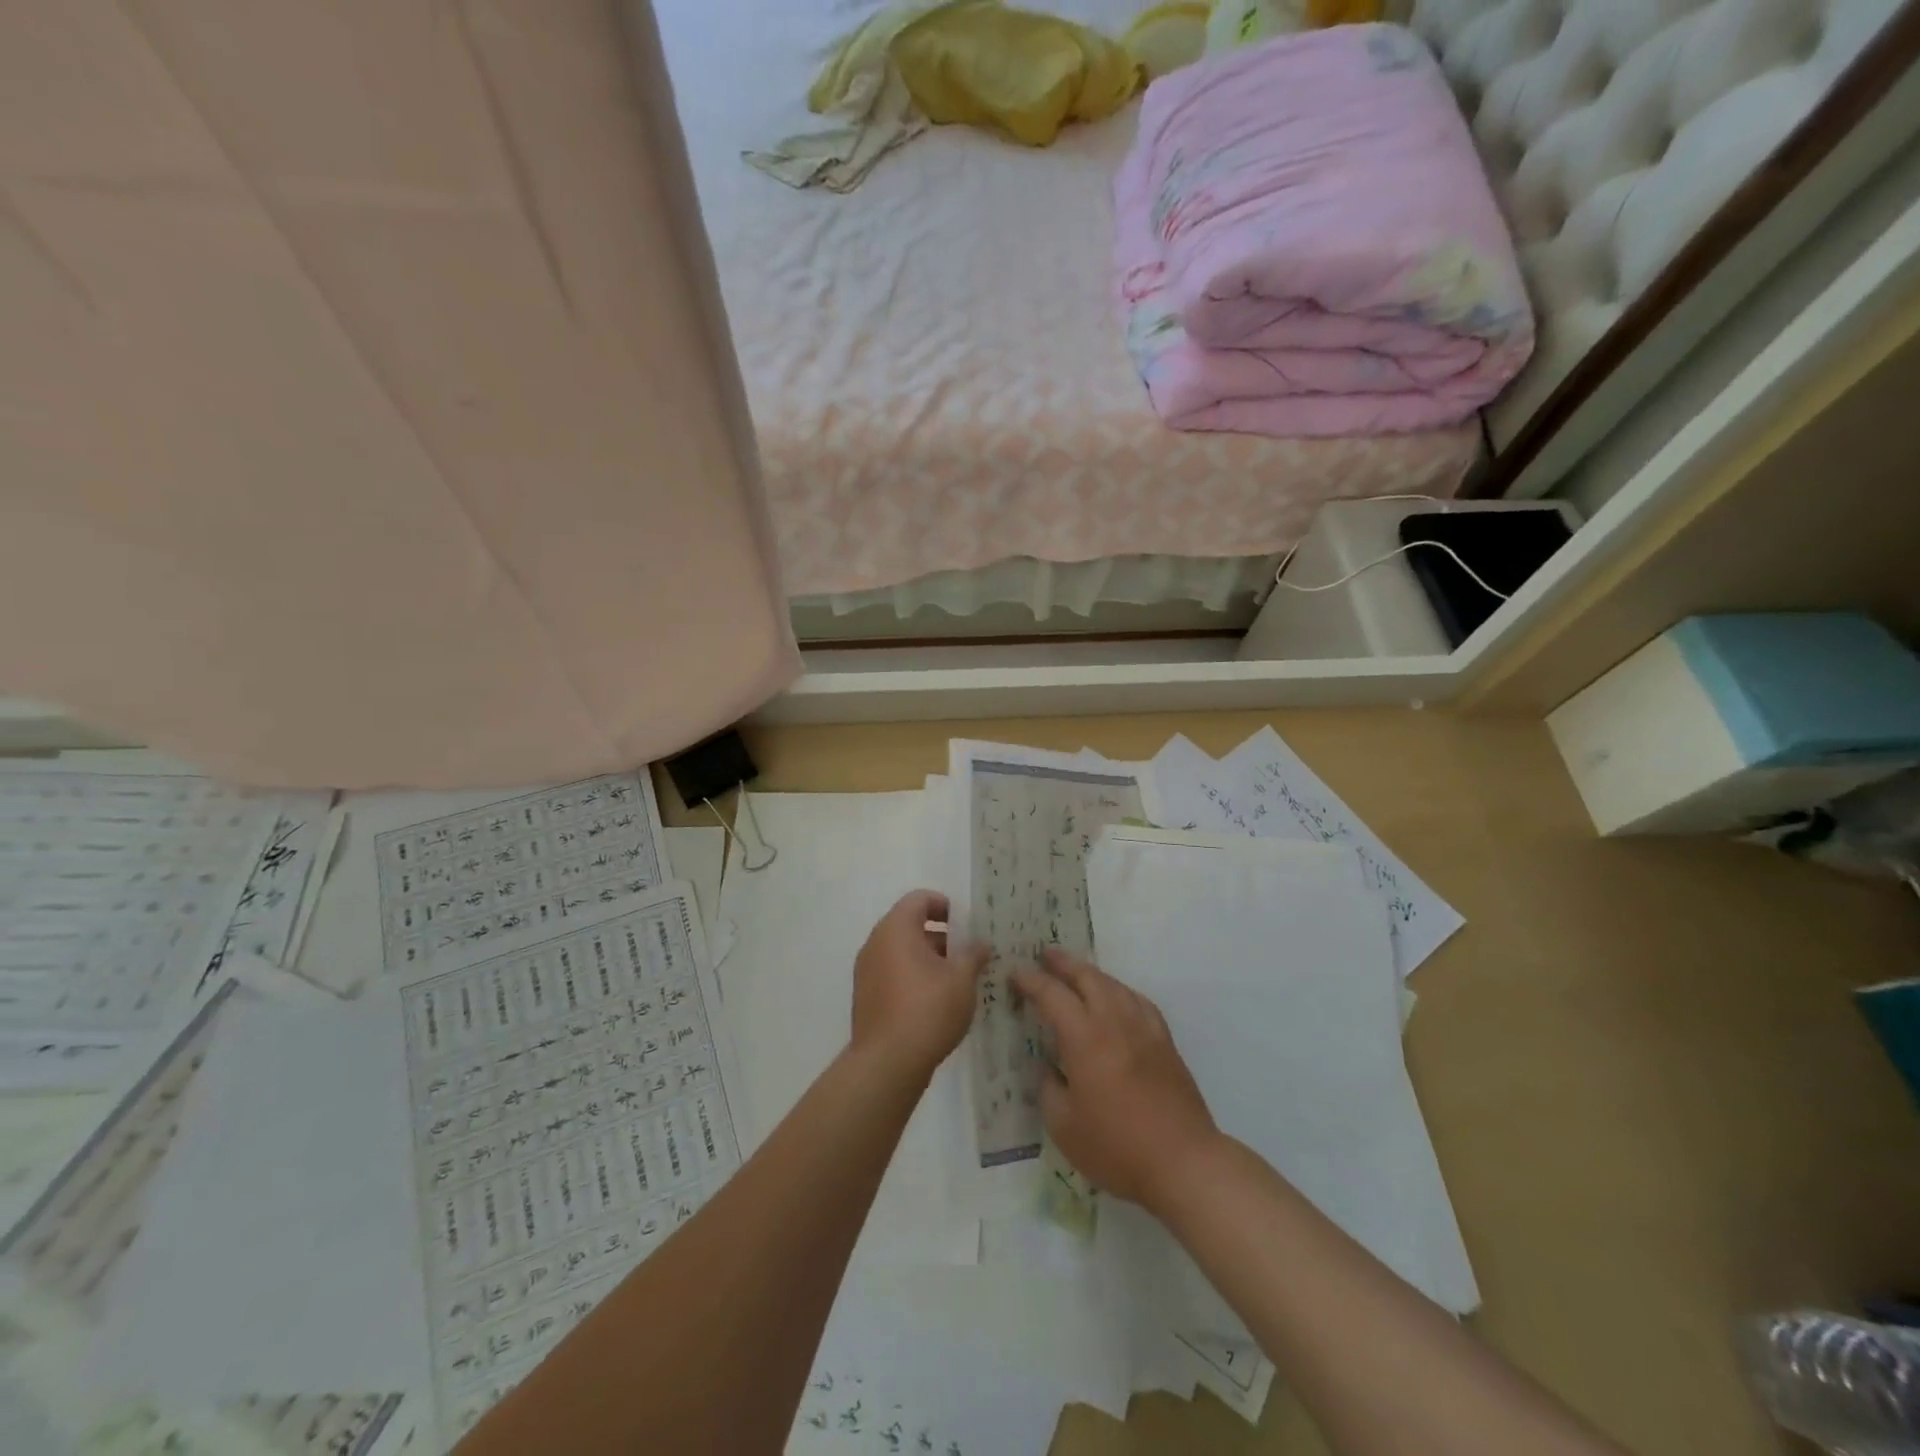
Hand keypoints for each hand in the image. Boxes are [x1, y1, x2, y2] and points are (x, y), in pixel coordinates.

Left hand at [851, 890, 989, 1083]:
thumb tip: (980, 944)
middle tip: (966, 952)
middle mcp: (875, 943)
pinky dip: (912, 975)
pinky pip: (891, 972)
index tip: (965, 924)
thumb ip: (972, 955)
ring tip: (955, 978)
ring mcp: (866, 971)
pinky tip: (935, 1000)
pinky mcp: (866, 996)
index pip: (919, 899)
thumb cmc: (928, 1010)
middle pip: (908, 924)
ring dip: (927, 957)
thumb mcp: (962, 979)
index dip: (944, 905)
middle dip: (939, 934)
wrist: (887, 1064)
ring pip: (900, 950)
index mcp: (896, 929)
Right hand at [1011, 948, 1218, 1212]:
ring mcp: (1144, 1029)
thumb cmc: (1117, 1147)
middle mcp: (1114, 1022)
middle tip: (1045, 955)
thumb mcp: (1064, 1127)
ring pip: (1115, 985)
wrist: (1184, 1162)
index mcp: (1084, 1038)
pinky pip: (1138, 1001)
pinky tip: (1118, 998)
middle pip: (1087, 977)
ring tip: (1077, 972)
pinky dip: (1120, 990)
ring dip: (1091, 973)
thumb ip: (1049, 1089)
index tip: (1014, 972)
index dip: (1031, 980)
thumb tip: (1047, 1068)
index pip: (1052, 995)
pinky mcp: (1165, 1042)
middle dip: (1063, 963)